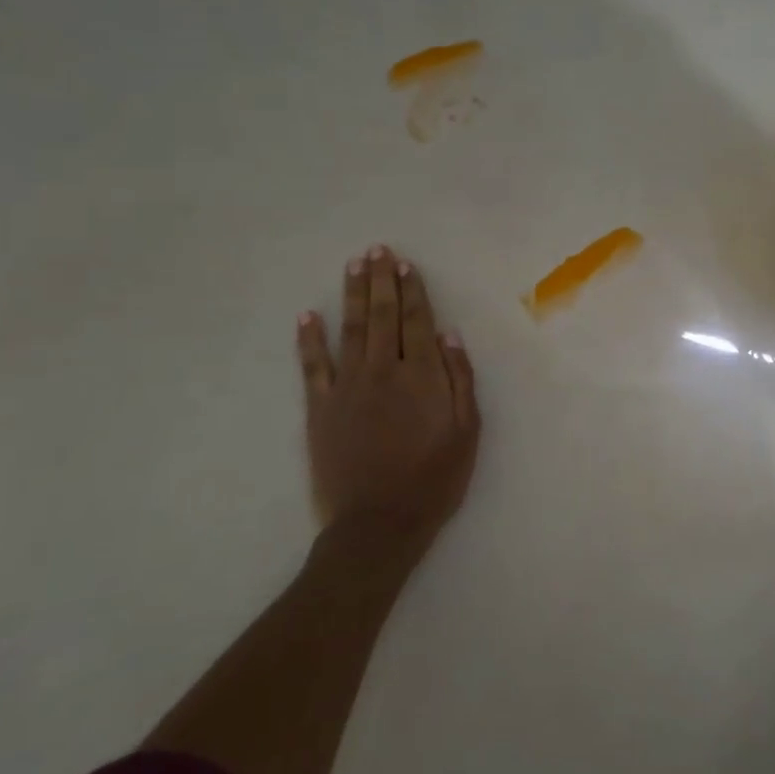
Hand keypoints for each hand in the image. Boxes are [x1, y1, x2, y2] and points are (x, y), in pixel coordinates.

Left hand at [297, 245, 480, 558]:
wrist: (378, 523)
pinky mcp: (320, 407)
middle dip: (381, 280)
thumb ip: (460, 380)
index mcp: (421, 375)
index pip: (417, 321)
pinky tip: (307, 315)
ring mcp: (348, 386)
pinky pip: (312, 365)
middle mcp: (383, 370)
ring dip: (352, 294)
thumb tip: (450, 335)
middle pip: (382, 315)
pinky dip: (309, 339)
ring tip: (353, 265)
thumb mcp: (467, 432)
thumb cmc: (433, 479)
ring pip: (350, 329)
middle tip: (377, 250)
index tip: (405, 264)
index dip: (412, 290)